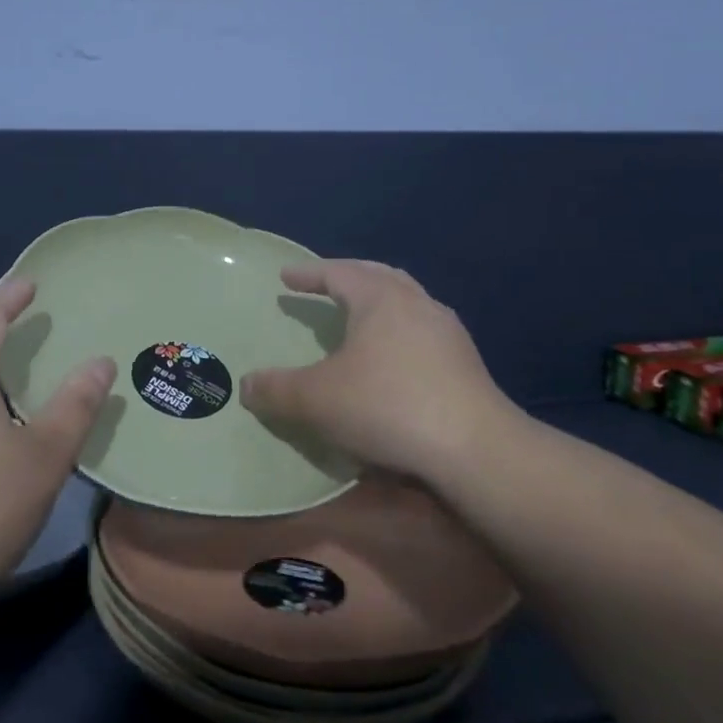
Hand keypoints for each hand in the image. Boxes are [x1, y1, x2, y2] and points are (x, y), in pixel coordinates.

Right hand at [240, 260, 520, 481]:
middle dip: (348, 276)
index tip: (286, 276)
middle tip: (324, 282)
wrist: (475, 450)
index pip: (338, 272)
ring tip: (359, 314)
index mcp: (380, 299)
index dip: (309, 273)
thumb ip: (277, 390)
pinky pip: (422, 329)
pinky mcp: (465, 363)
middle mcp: (417, 304)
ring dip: (378, 300)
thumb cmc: (388, 406)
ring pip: (407, 300)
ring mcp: (447, 332)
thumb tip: (246, 385)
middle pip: (378, 276)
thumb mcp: (317, 400)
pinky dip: (398, 328)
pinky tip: (392, 354)